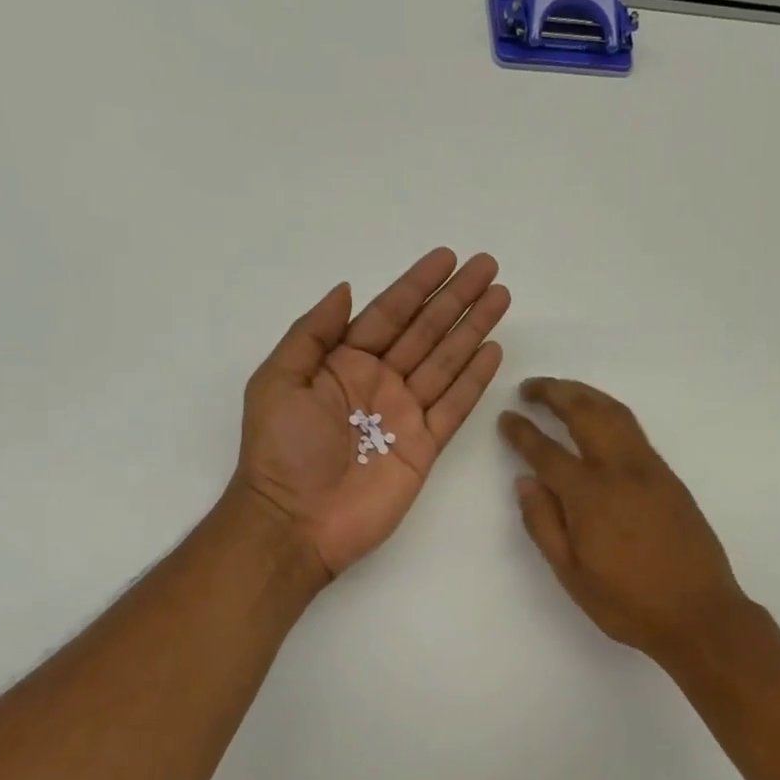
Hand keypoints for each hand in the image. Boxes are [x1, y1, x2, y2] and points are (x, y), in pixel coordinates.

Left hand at [236, 249, 509, 578]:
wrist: (296, 521)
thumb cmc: (281, 450)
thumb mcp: (278, 380)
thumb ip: (313, 333)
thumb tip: (347, 289)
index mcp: (342, 363)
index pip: (388, 314)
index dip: (418, 285)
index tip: (448, 258)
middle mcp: (378, 382)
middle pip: (425, 331)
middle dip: (456, 299)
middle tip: (488, 267)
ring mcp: (404, 414)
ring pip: (446, 362)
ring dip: (473, 330)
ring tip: (501, 298)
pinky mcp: (425, 446)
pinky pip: (454, 406)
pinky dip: (474, 380)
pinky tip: (493, 351)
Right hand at [500, 378, 749, 665]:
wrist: (700, 614)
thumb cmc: (628, 603)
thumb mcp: (571, 575)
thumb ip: (544, 524)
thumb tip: (524, 481)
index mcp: (590, 497)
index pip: (547, 451)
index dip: (523, 432)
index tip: (506, 417)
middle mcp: (621, 471)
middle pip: (585, 414)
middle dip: (555, 393)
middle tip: (530, 387)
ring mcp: (650, 470)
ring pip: (615, 413)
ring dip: (585, 394)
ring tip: (562, 390)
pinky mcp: (669, 477)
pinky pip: (633, 430)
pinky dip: (609, 411)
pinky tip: (599, 419)